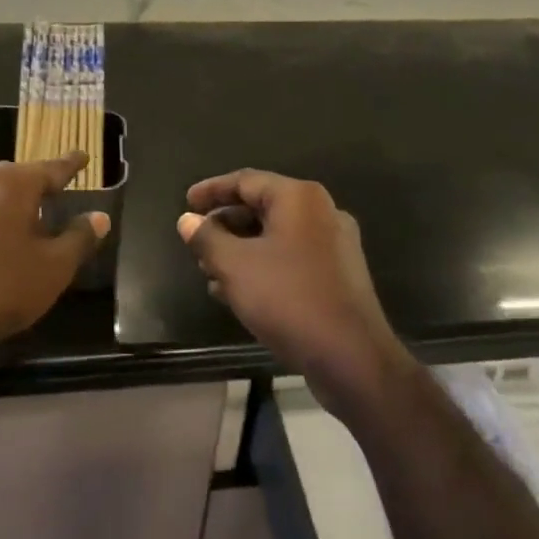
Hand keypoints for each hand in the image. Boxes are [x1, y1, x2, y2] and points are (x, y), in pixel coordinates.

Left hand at [0, 154, 108, 367]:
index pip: (53, 168)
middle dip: (40, 186)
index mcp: (15, 183)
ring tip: (31, 225)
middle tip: (59, 196)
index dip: (72, 165)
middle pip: (21, 178)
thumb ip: (79, 239)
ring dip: (14, 207)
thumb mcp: (52, 268)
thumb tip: (100, 217)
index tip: (84, 156)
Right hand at [179, 170, 411, 417]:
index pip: (245, 180)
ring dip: (240, 248)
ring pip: (276, 235)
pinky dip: (262, 265)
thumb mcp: (235, 267)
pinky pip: (291, 258)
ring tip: (209, 270)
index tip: (186, 203)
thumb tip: (187, 220)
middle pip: (262, 206)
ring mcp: (334, 245)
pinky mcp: (338, 275)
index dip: (211, 190)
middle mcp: (321, 212)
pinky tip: (237, 291)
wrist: (352, 358)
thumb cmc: (288, 299)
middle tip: (196, 241)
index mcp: (299, 198)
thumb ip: (207, 238)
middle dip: (225, 224)